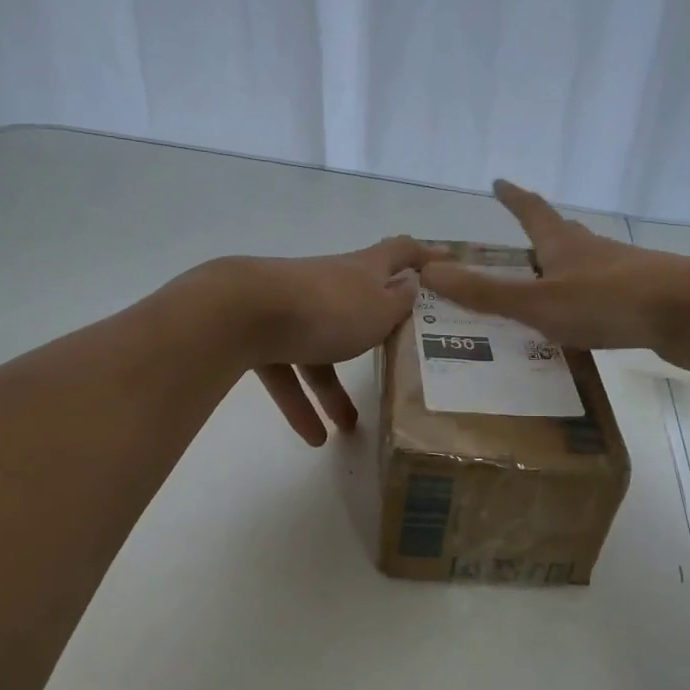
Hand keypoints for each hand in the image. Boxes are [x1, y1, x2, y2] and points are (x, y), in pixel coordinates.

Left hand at [203, 238, 443, 445]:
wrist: (243, 311)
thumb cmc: (328, 308)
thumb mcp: (379, 309)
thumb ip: (400, 301)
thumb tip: (411, 285)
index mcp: (362, 270)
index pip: (400, 252)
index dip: (424, 255)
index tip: (446, 262)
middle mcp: (329, 283)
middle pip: (358, 306)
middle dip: (376, 336)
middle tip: (398, 358)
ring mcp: (293, 308)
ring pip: (320, 349)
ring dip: (334, 389)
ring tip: (349, 428)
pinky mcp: (261, 333)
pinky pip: (287, 371)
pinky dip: (300, 403)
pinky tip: (313, 437)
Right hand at [420, 181, 689, 367]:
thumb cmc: (609, 302)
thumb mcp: (538, 303)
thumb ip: (486, 293)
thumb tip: (428, 272)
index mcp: (564, 245)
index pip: (532, 211)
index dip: (514, 198)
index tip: (499, 181)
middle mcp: (593, 251)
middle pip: (561, 235)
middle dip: (539, 235)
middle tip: (520, 241)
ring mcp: (623, 273)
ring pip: (585, 265)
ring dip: (563, 269)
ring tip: (544, 287)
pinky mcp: (643, 299)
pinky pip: (605, 294)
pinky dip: (586, 300)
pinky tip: (585, 322)